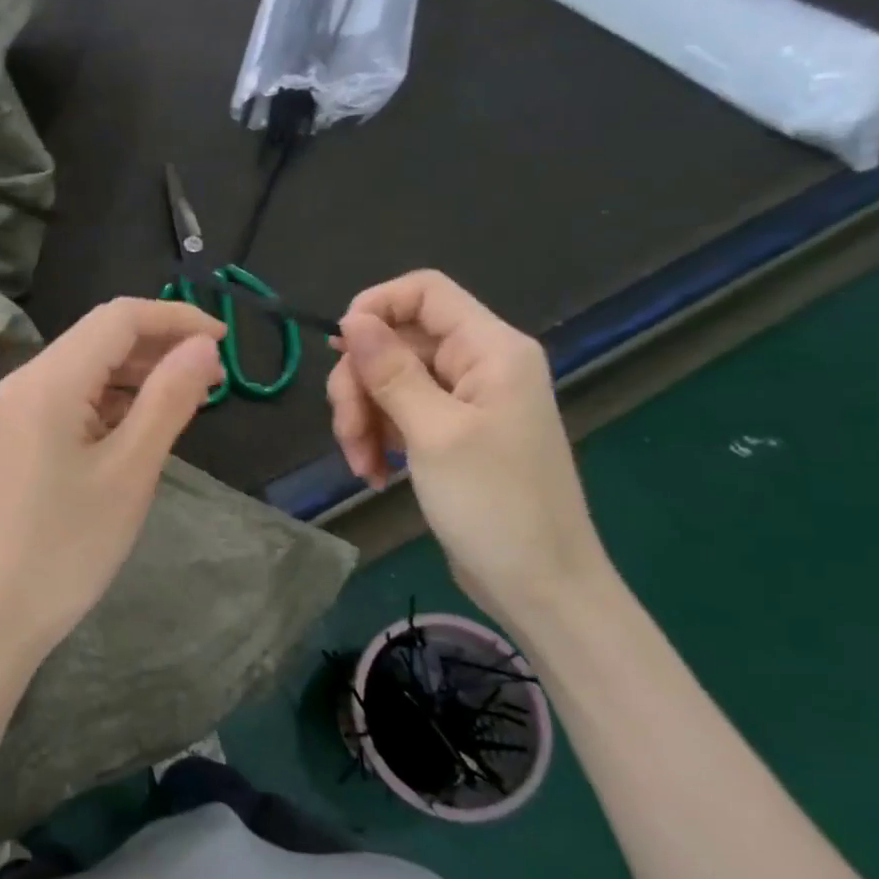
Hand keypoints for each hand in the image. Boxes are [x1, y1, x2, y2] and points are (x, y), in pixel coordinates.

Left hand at [0, 298, 225, 673]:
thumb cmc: (70, 545)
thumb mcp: (131, 470)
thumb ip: (169, 398)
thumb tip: (204, 346)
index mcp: (50, 380)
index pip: (119, 317)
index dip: (176, 318)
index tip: (226, 341)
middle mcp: (28, 379)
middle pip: (101, 336)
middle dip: (160, 344)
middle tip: (215, 375)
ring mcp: (19, 407)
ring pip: (89, 365)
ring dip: (140, 371)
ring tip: (190, 396)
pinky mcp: (21, 433)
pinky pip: (75, 395)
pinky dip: (115, 397)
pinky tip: (146, 419)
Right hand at [327, 270, 609, 621]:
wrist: (539, 586)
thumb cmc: (494, 505)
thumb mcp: (434, 433)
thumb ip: (391, 370)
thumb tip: (352, 318)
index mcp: (491, 349)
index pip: (424, 291)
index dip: (374, 306)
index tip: (339, 350)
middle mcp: (478, 364)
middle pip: (396, 341)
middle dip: (360, 384)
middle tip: (349, 433)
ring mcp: (464, 401)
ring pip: (388, 381)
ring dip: (363, 418)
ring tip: (361, 465)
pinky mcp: (450, 434)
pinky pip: (399, 414)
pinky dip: (378, 439)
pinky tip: (374, 474)